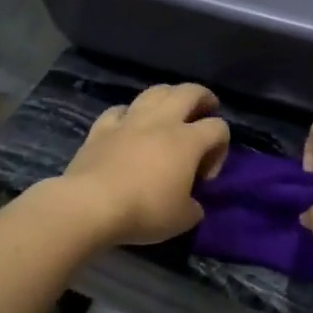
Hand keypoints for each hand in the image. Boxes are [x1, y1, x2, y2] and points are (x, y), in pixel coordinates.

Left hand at [56, 84, 231, 245]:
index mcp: (188, 141)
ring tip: (171, 108)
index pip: (219, 128)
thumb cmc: (145, 210)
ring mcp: (129, 121)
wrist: (91, 205)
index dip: (221, 147)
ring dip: (168, 95)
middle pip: (189, 92)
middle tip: (207, 108)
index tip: (206, 175)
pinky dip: (129, 114)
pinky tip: (129, 124)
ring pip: (154, 92)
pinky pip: (120, 110)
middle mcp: (162, 122)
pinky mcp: (101, 128)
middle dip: (203, 97)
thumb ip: (194, 207)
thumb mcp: (183, 219)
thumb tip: (192, 204)